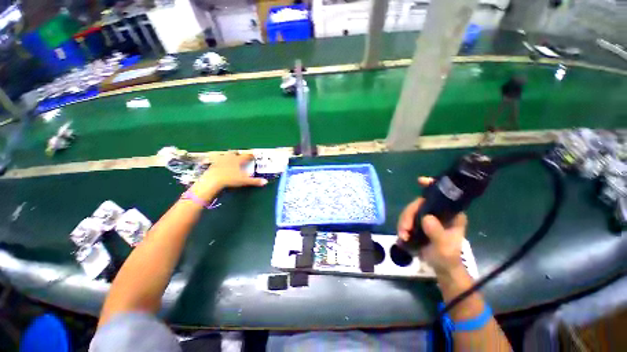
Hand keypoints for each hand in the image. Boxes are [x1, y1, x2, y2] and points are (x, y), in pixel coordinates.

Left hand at [191, 153, 266, 199]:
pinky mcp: (212, 164)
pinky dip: (217, 160)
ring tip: (228, 157)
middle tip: (240, 155)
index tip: (254, 154)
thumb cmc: (230, 179)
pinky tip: (215, 162)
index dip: (250, 155)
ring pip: (224, 155)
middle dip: (237, 153)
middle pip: (234, 153)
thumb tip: (265, 182)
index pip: (246, 156)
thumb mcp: (244, 181)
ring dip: (227, 155)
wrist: (212, 180)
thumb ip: (255, 181)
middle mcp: (229, 158)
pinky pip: (215, 160)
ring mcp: (219, 160)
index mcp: (237, 160)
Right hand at [397, 177, 466, 273]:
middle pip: (418, 204)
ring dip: (403, 223)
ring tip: (402, 236)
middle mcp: (438, 212)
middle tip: (404, 229)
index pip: (443, 196)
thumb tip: (426, 217)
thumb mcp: (445, 248)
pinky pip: (406, 219)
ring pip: (409, 212)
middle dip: (408, 215)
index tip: (420, 181)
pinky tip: (402, 236)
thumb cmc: (448, 257)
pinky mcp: (418, 223)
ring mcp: (427, 217)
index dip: (431, 186)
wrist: (441, 268)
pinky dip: (402, 227)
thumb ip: (437, 233)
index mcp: (451, 214)